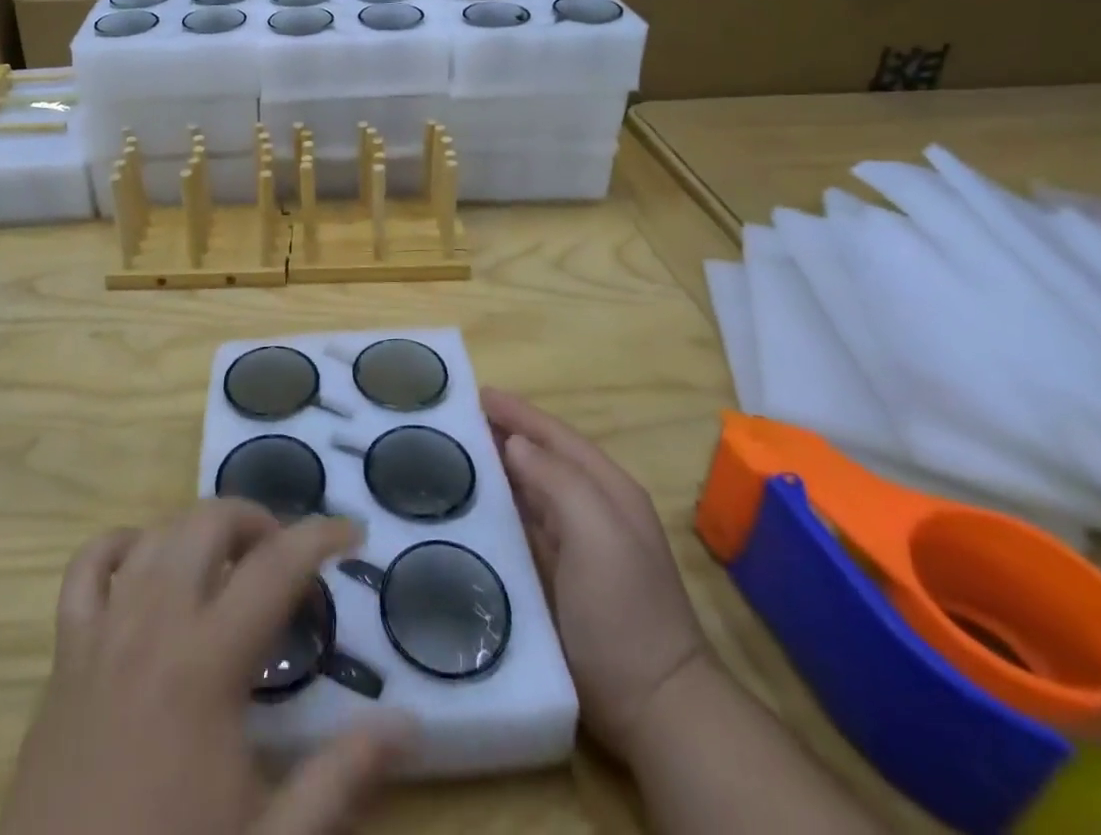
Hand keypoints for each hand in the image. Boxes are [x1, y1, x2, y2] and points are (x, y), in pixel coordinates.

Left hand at [1, 503, 415, 834]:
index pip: (275, 567)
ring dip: (199, 530)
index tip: (353, 533)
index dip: (320, 537)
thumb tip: (407, 721)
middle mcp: (153, 626)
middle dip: (256, 521)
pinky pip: (85, 569)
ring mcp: (102, 634)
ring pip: (155, 535)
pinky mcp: (64, 656)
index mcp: (206, 664)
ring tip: (230, 561)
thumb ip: (340, 777)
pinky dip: (120, 547)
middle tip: (286, 559)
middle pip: (208, 523)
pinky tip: (145, 564)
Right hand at [482, 389, 707, 758]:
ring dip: (492, 469)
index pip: (555, 435)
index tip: (475, 393)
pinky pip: (516, 527)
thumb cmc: (624, 609)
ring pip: (524, 491)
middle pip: (538, 458)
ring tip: (448, 453)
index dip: (518, 412)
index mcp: (606, 489)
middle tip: (451, 420)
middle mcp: (589, 508)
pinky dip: (492, 509)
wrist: (652, 707)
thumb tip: (515, 443)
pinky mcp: (552, 576)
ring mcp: (571, 545)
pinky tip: (463, 507)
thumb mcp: (598, 533)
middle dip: (500, 434)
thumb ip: (558, 479)